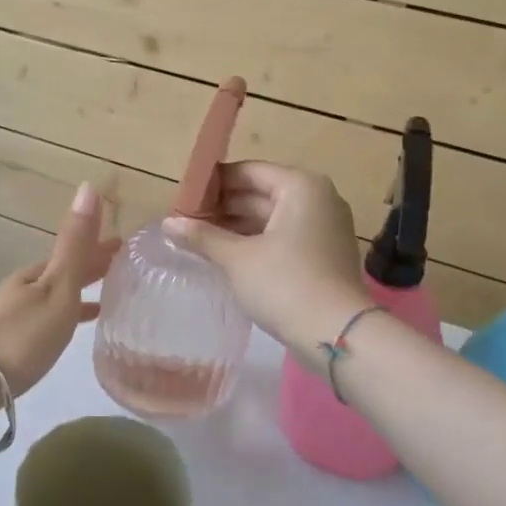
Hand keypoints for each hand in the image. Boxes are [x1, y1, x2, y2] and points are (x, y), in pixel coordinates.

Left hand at [0, 183, 118, 396]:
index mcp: (37, 274)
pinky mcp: (5, 344)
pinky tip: (65, 333)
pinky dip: (61, 318)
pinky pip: (44, 320)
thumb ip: (74, 245)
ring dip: (77, 293)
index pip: (76, 253)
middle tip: (121, 267)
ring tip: (103, 301)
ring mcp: (11, 315)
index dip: (100, 248)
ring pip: (52, 297)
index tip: (126, 244)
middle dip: (90, 267)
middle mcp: (23, 289)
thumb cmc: (20, 336)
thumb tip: (88, 186)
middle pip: (62, 273)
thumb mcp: (55, 288)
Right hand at [163, 162, 370, 359]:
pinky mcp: (325, 253)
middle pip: (261, 193)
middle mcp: (318, 198)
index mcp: (300, 187)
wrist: (337, 334)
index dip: (213, 183)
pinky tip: (228, 254)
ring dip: (237, 226)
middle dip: (223, 206)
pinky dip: (257, 241)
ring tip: (199, 238)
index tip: (183, 197)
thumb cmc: (284, 284)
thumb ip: (202, 236)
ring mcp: (325, 226)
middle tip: (186, 220)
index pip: (248, 171)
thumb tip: (168, 224)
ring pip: (272, 217)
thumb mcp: (237, 259)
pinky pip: (284, 236)